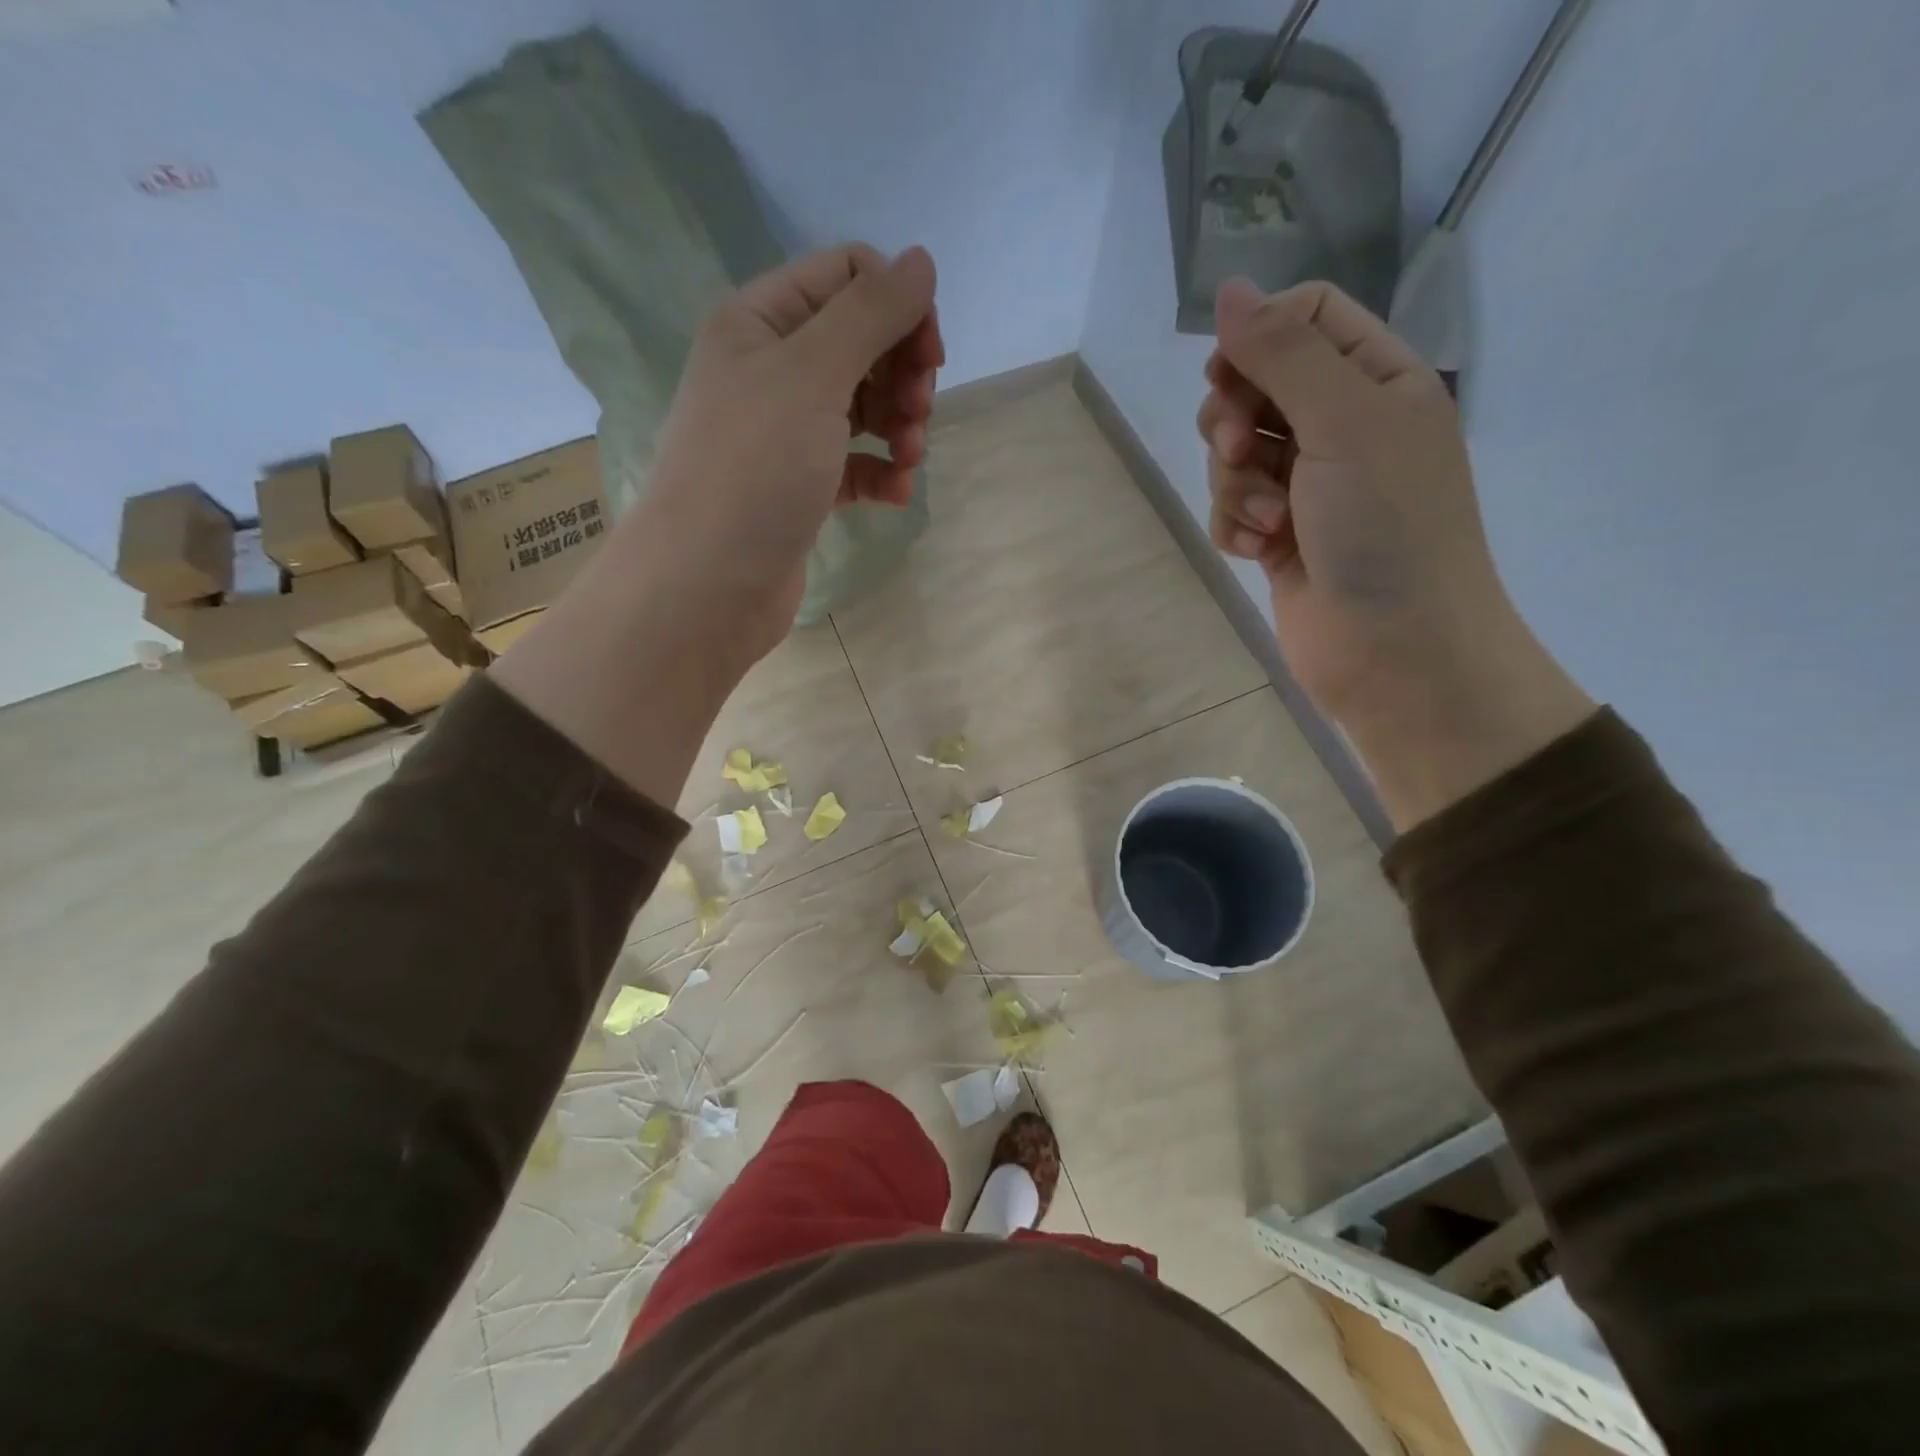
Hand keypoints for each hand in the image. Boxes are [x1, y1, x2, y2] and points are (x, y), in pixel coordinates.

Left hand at [641, 242, 942, 665]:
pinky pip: (854, 463)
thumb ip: (870, 314)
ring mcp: (785, 432)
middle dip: (902, 372)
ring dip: (900, 425)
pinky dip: (881, 473)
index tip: (929, 356)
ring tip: (910, 459)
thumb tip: (922, 261)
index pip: (848, 277)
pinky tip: (897, 493)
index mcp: (761, 320)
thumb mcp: (812, 375)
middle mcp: (770, 368)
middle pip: (861, 343)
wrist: (706, 584)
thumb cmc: (754, 469)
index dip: (898, 306)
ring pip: (863, 406)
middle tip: (920, 411)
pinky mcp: (800, 487)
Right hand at [1200, 277, 1591, 827]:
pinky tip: (1256, 549)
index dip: (1258, 338)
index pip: (1305, 318)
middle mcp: (1342, 426)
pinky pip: (1232, 507)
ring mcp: (1308, 485)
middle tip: (1243, 450)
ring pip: (1235, 453)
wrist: (1396, 651)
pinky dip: (1235, 524)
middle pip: (1256, 386)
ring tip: (1266, 520)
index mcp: (1377, 381)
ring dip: (1235, 483)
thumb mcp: (1344, 422)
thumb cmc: (1387, 529)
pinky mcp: (1279, 536)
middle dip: (1235, 419)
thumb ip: (1284, 354)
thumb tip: (1228, 289)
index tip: (1231, 376)